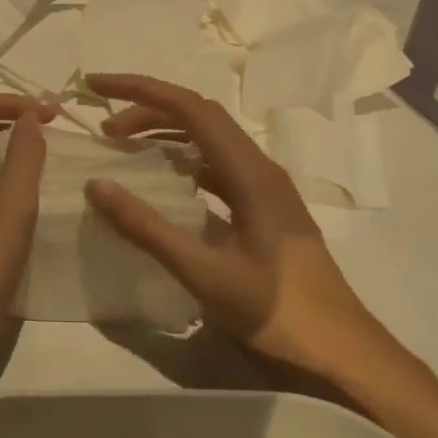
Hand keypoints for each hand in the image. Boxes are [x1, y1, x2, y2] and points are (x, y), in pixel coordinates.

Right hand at [82, 73, 382, 370]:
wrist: (340, 351)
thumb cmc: (276, 311)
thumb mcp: (204, 272)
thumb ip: (148, 228)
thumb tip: (97, 184)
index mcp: (250, 172)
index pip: (190, 108)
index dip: (141, 90)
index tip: (97, 85)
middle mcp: (260, 168)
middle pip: (200, 117)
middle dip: (148, 110)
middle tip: (103, 128)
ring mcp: (266, 189)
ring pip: (210, 141)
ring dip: (166, 134)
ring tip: (124, 148)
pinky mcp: (264, 210)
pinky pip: (217, 168)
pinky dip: (183, 162)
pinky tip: (163, 184)